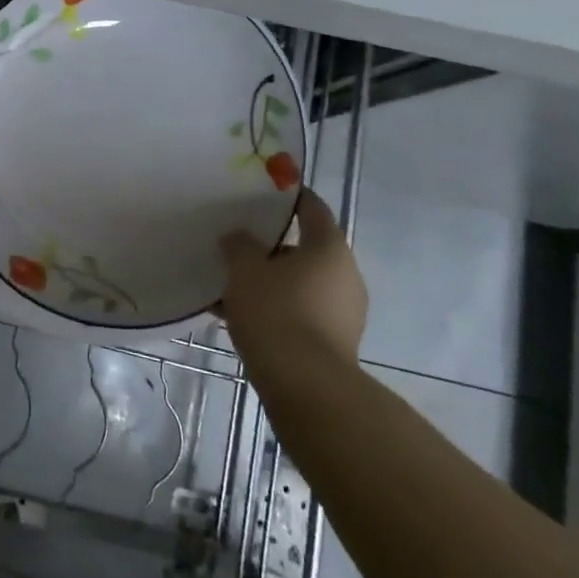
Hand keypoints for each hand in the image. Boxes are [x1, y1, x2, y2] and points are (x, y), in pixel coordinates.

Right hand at [220, 191, 367, 365]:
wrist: (305, 387)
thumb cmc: (275, 312)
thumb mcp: (245, 270)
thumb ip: (239, 245)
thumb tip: (239, 237)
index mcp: (329, 248)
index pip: (312, 208)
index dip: (290, 196)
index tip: (266, 191)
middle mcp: (345, 275)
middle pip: (306, 249)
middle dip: (272, 248)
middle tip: (239, 245)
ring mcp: (345, 312)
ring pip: (301, 284)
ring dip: (272, 282)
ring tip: (233, 286)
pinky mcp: (336, 343)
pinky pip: (301, 312)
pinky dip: (277, 309)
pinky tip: (242, 318)